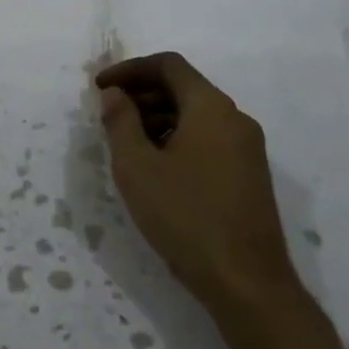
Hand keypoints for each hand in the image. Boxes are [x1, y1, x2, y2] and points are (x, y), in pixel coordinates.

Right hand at [96, 52, 293, 308]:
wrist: (247, 283)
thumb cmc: (185, 217)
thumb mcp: (137, 167)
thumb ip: (121, 121)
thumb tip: (115, 94)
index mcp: (211, 107)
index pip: (168, 65)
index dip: (129, 70)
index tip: (100, 88)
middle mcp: (235, 119)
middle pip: (184, 88)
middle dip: (142, 94)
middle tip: (108, 116)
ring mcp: (247, 148)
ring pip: (196, 115)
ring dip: (157, 118)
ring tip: (126, 145)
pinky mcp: (249, 176)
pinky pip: (208, 139)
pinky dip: (177, 139)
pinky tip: (156, 169)